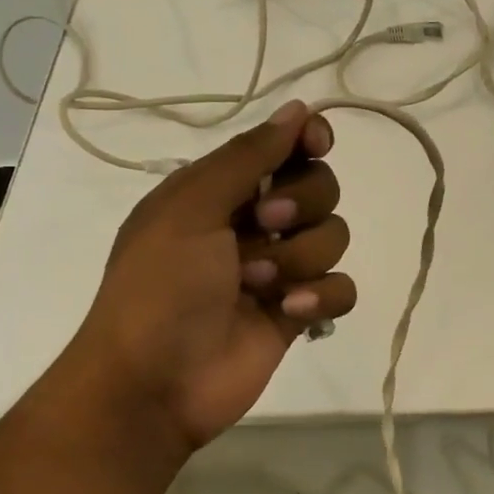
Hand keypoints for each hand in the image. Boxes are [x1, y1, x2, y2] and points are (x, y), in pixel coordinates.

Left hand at [59, 99, 355, 451]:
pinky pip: (341, 287)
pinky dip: (321, 297)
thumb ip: (248, 156)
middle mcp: (255, 222)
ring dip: (300, 258)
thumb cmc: (160, 286)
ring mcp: (280, 268)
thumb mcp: (190, 208)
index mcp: (222, 190)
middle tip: (264, 224)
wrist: (152, 384)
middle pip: (320, 187)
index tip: (317, 145)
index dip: (307, 140)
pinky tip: (290, 312)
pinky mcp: (299, 311)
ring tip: (258, 285)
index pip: (283, 147)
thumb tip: (298, 108)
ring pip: (334, 236)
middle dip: (301, 204)